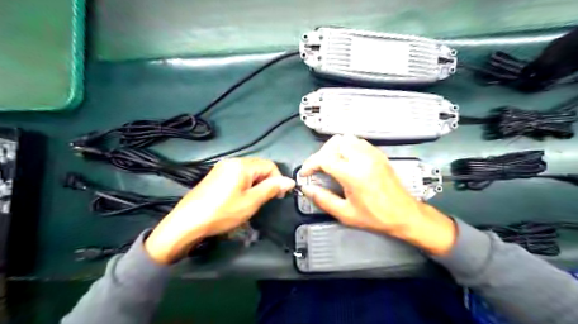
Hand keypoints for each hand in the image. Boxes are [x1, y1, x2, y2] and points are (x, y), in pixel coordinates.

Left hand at [148, 157, 295, 265]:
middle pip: (258, 167)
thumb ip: (271, 189)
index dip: (278, 180)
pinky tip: (240, 198)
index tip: (279, 196)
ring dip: (257, 184)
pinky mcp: (215, 176)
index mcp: (241, 165)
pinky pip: (237, 176)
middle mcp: (231, 162)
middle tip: (267, 200)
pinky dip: (245, 185)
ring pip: (248, 172)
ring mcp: (221, 168)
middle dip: (267, 182)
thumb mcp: (251, 202)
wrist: (187, 222)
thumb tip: (290, 181)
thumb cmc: (222, 212)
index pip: (269, 165)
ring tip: (254, 201)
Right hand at [297, 135, 455, 255]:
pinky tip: (345, 160)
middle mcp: (362, 158)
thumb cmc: (375, 217)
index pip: (324, 159)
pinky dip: (346, 147)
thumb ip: (323, 199)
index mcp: (353, 174)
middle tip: (318, 169)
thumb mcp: (345, 213)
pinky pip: (357, 142)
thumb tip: (306, 188)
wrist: (405, 214)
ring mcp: (372, 154)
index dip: (310, 165)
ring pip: (346, 139)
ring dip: (333, 149)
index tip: (305, 174)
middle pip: (334, 143)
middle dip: (321, 154)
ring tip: (330, 163)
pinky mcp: (379, 154)